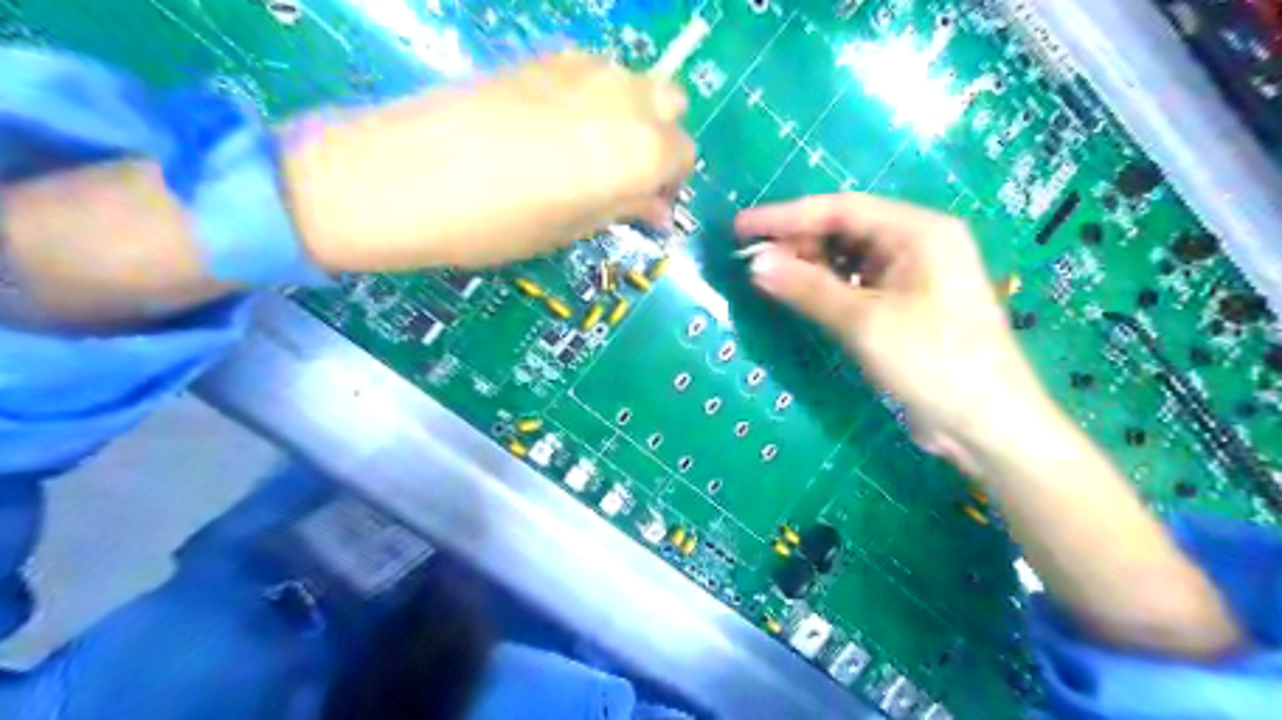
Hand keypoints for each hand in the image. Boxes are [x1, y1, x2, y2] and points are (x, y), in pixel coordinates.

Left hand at [288, 48, 695, 268]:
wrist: (405, 178)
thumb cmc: (498, 224)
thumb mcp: (571, 228)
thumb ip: (624, 209)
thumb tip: (656, 208)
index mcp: (638, 150)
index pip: (683, 154)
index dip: (669, 181)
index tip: (645, 203)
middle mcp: (622, 98)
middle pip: (670, 103)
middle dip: (659, 137)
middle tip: (624, 173)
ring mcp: (581, 69)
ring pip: (632, 80)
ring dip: (629, 112)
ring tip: (588, 149)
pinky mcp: (541, 58)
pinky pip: (591, 71)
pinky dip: (592, 95)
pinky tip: (555, 126)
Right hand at [730, 192, 1049, 448]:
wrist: (987, 425)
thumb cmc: (933, 363)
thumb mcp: (865, 323)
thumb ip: (807, 288)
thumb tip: (755, 264)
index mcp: (918, 231)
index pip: (841, 209)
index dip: (786, 216)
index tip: (741, 227)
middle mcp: (917, 244)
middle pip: (845, 230)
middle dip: (797, 242)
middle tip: (750, 259)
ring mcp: (912, 275)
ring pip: (848, 258)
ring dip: (808, 266)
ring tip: (767, 277)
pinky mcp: (905, 305)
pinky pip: (856, 284)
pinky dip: (826, 289)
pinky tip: (799, 295)